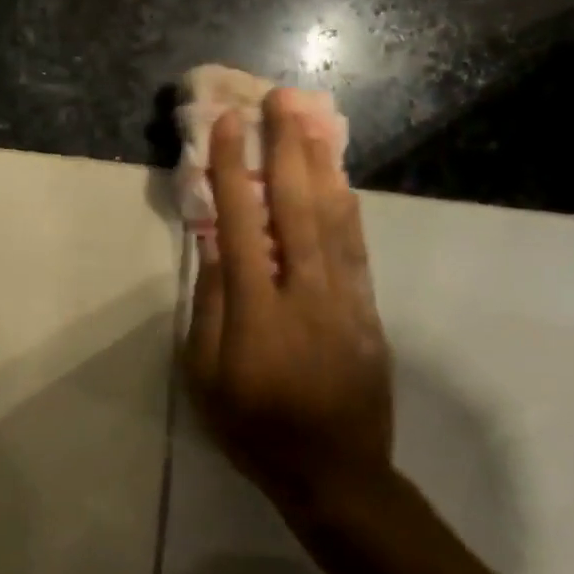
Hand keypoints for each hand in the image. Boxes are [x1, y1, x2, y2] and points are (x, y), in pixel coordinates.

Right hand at [182, 89, 393, 520]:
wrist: (336, 474)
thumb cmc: (252, 427)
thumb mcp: (206, 375)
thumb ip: (212, 304)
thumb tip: (213, 242)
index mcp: (257, 312)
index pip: (243, 225)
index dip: (235, 172)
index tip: (228, 127)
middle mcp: (306, 294)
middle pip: (298, 208)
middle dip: (288, 148)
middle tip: (282, 98)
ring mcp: (345, 300)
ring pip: (335, 219)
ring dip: (323, 165)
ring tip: (314, 119)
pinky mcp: (367, 311)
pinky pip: (355, 248)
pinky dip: (347, 206)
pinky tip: (339, 178)